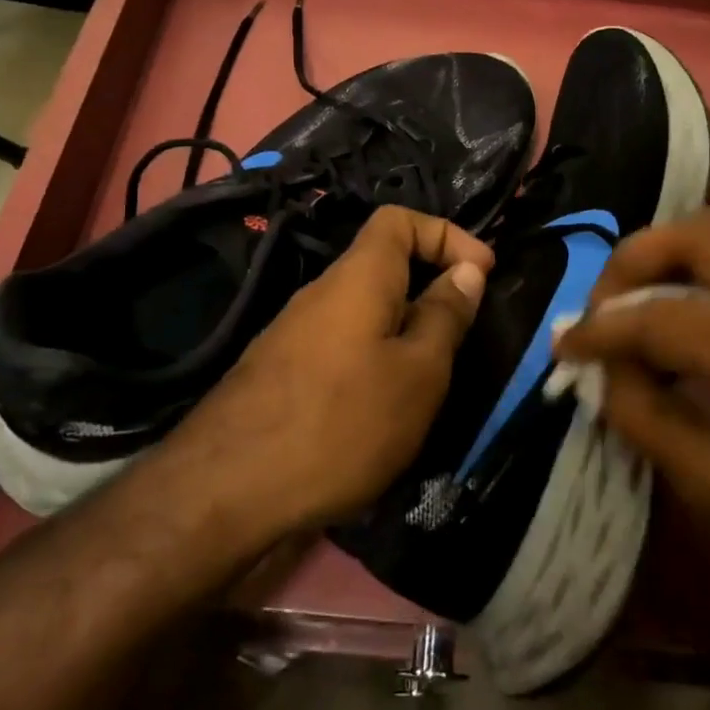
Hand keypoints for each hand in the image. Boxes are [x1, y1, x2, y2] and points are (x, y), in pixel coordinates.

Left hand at [159, 206, 492, 536]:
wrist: (227, 490)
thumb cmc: (341, 423)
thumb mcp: (417, 373)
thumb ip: (445, 316)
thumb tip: (466, 271)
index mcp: (358, 277)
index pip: (399, 220)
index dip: (447, 234)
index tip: (482, 273)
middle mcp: (321, 293)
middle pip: (383, 266)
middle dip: (430, 290)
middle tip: (460, 339)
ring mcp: (294, 333)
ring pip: (364, 312)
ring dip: (403, 333)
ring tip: (426, 385)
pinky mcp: (281, 371)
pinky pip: (341, 346)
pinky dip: (372, 361)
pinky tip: (379, 413)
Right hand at [553, 211, 709, 610]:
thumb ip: (648, 421)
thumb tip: (601, 367)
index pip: (671, 318)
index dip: (604, 329)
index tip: (566, 345)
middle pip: (700, 236)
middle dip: (632, 262)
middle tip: (603, 307)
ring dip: (667, 248)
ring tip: (636, 294)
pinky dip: (705, 253)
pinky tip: (686, 292)